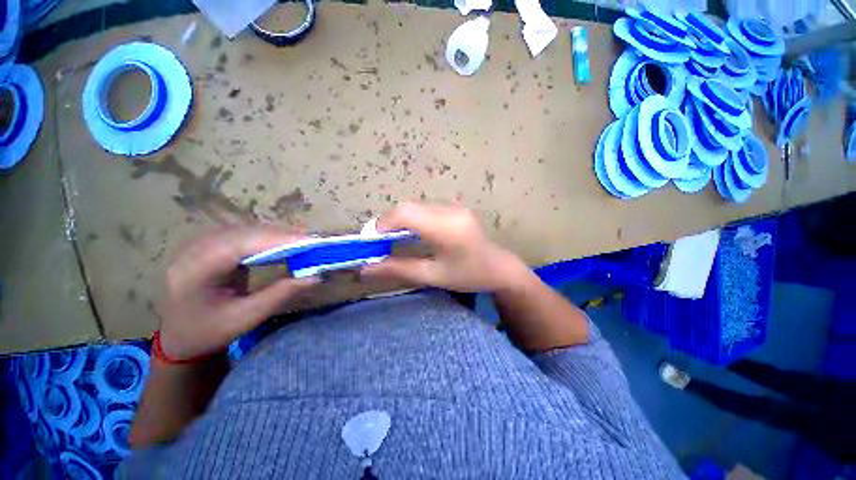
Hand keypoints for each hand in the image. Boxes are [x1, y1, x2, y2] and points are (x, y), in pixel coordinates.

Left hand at [160, 228, 316, 359]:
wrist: (179, 336)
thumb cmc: (208, 332)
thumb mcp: (245, 318)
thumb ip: (280, 294)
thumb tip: (316, 276)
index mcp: (195, 270)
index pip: (241, 244)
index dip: (278, 239)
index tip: (312, 241)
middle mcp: (194, 250)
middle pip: (245, 233)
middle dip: (282, 236)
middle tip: (314, 242)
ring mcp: (199, 244)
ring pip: (245, 230)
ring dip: (277, 235)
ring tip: (304, 242)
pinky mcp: (209, 245)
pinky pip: (243, 235)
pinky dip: (267, 238)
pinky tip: (282, 244)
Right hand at [362, 203, 527, 291]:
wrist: (499, 267)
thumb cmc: (469, 276)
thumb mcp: (433, 276)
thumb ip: (399, 269)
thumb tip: (366, 268)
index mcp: (447, 229)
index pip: (407, 214)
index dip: (383, 223)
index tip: (370, 240)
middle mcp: (451, 211)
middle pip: (409, 208)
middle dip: (388, 223)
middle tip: (378, 243)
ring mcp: (454, 207)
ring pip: (416, 207)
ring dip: (399, 221)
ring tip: (392, 240)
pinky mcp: (455, 208)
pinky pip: (426, 209)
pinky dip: (412, 219)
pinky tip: (411, 234)